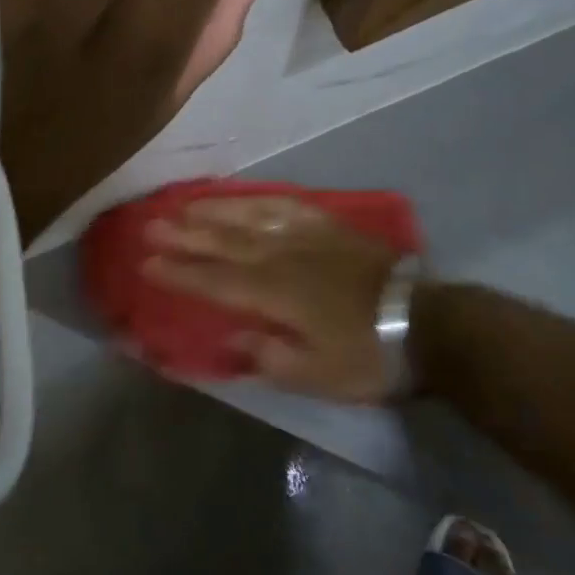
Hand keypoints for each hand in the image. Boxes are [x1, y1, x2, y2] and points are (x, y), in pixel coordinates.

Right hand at [144, 196, 401, 403]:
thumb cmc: (368, 355)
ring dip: (214, 210)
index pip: (215, 280)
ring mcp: (305, 236)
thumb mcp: (319, 376)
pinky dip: (258, 200)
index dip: (180, 272)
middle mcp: (281, 257)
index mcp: (274, 294)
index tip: (147, 262)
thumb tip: (233, 335)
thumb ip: (270, 356)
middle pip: (224, 242)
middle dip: (185, 235)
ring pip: (249, 217)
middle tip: (151, 225)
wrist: (426, 322)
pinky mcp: (327, 226)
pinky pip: (285, 205)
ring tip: (185, 204)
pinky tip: (245, 197)